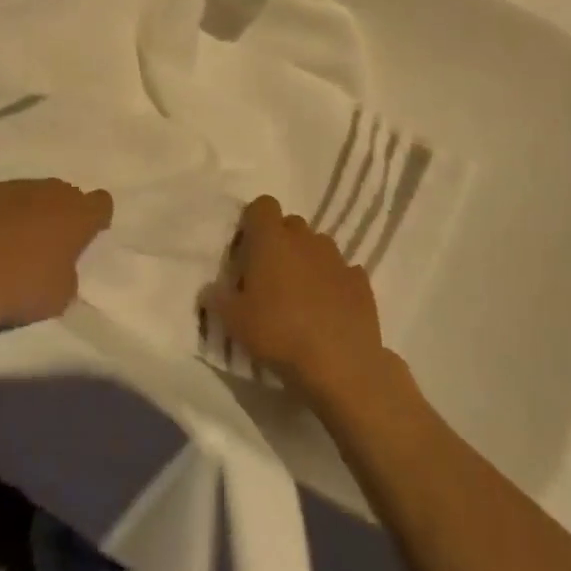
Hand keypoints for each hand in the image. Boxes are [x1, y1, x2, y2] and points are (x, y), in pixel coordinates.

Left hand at [0, 180, 112, 357]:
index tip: (89, 233)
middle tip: (52, 239)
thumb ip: (68, 269)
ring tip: (17, 238)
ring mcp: (14, 187)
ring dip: (32, 209)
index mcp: (77, 215)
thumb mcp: (61, 294)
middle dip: (63, 211)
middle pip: (66, 193)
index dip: (97, 218)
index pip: (101, 203)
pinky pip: (3, 197)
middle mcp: (50, 192)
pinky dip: (2, 211)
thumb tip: (59, 261)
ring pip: (33, 192)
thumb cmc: (20, 290)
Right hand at [204, 196, 388, 405]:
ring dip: (308, 261)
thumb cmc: (278, 333)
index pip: (262, 205)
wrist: (340, 364)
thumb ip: (218, 299)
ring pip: (318, 246)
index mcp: (271, 239)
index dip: (254, 223)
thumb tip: (209, 290)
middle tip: (270, 276)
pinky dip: (334, 283)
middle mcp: (305, 239)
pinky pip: (342, 272)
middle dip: (280, 242)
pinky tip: (329, 310)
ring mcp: (337, 258)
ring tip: (301, 295)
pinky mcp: (361, 282)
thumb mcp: (234, 322)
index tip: (247, 250)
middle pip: (290, 224)